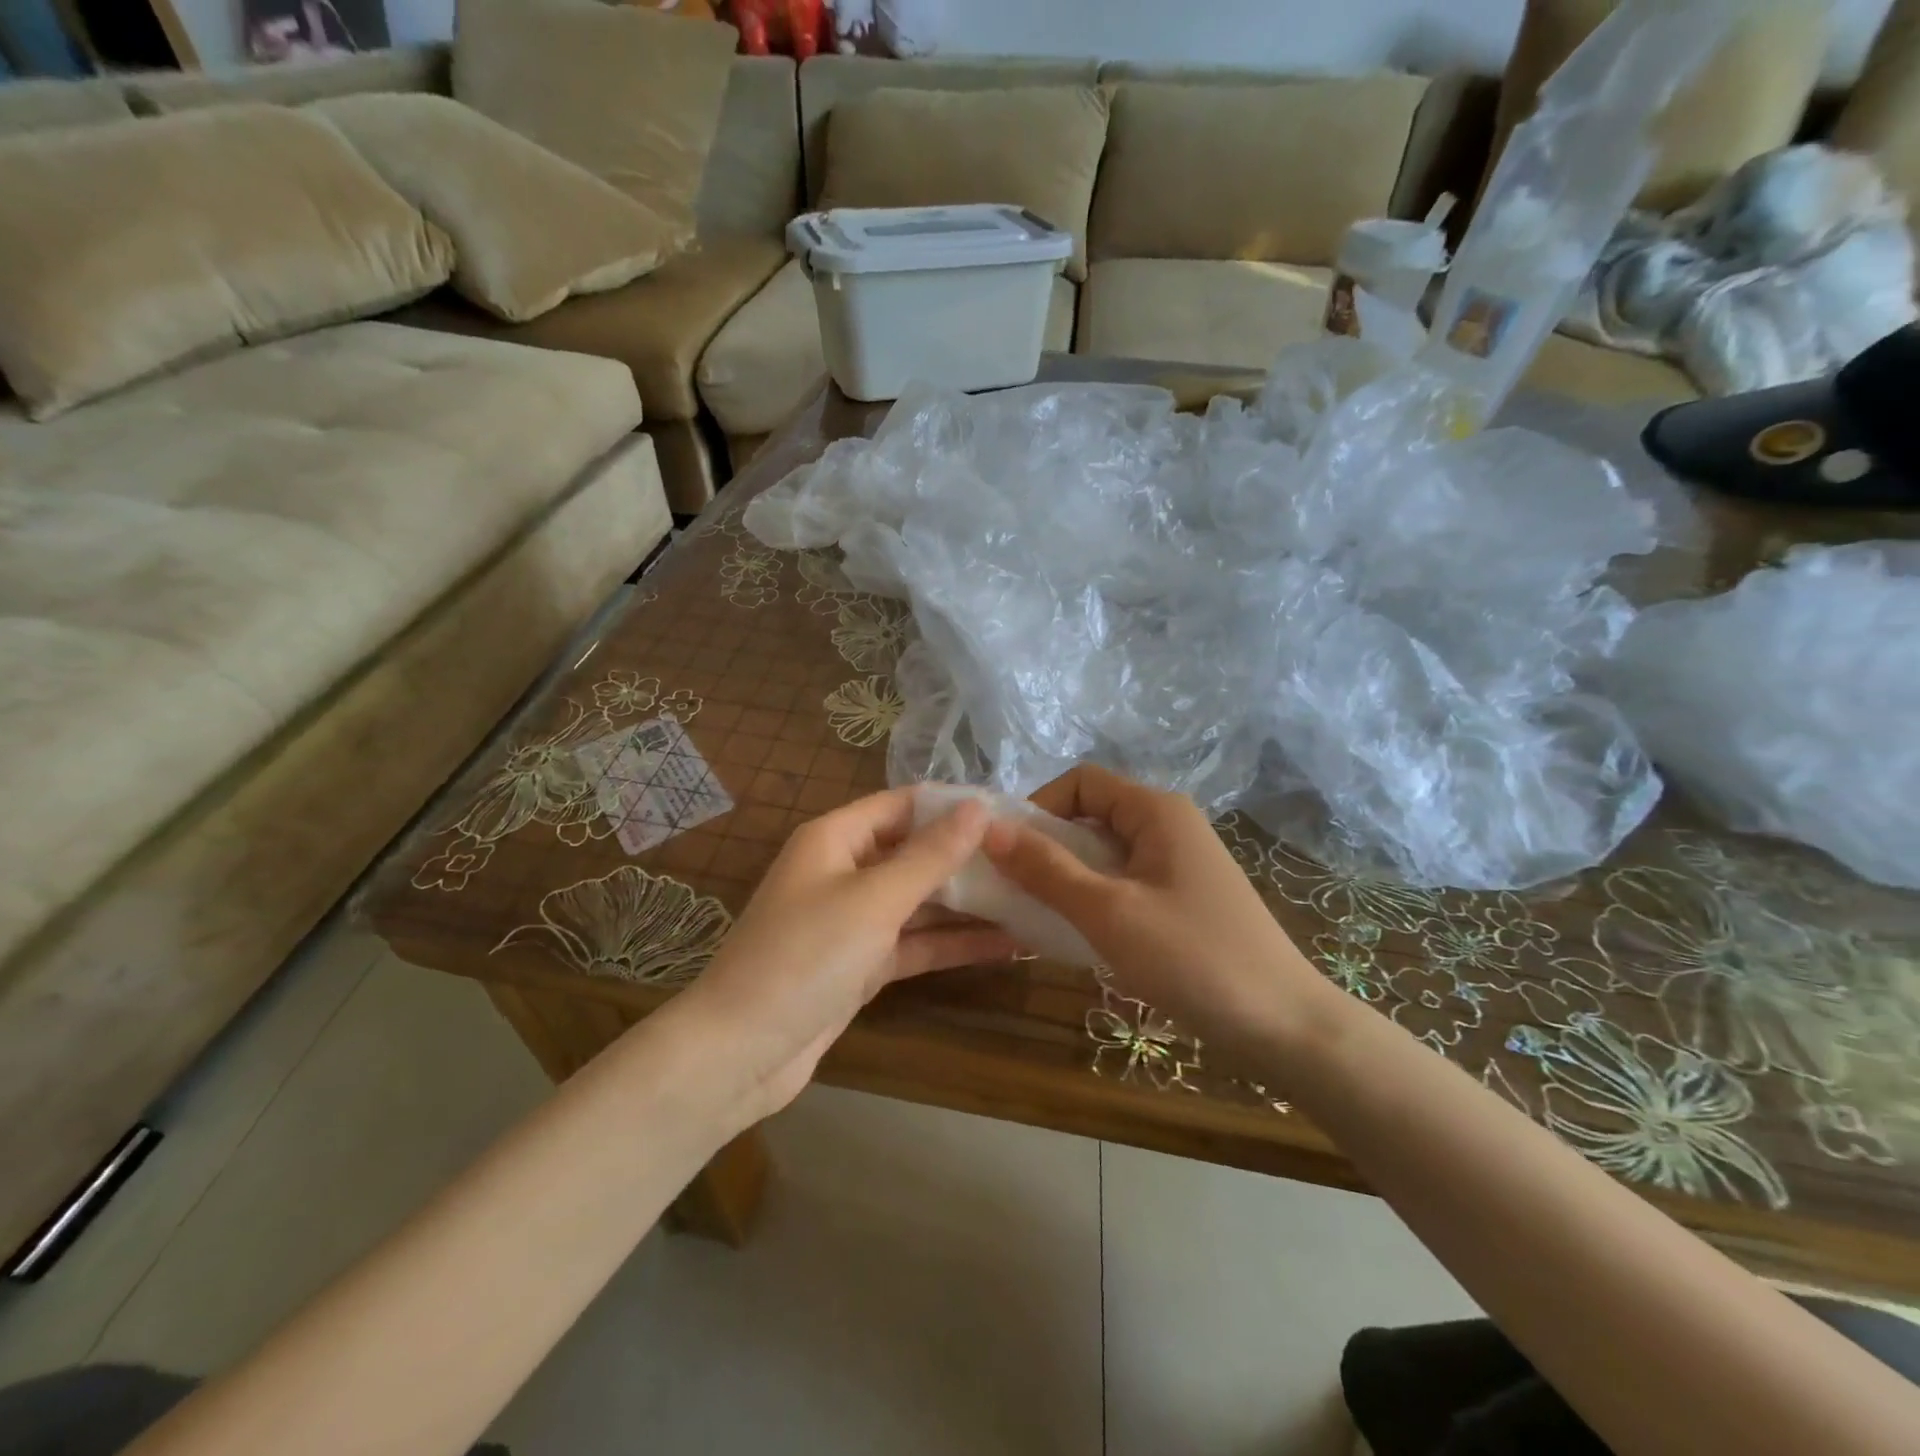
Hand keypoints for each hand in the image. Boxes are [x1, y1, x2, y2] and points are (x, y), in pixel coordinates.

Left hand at [679, 788, 1019, 1122]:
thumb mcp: (874, 899)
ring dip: (969, 904)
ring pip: (920, 902)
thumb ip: (930, 855)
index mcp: (837, 838)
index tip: (1010, 812)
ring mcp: (854, 921)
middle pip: (915, 852)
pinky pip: (915, 943)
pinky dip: (954, 944)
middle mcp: (845, 871)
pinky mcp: (863, 965)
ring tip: (1033, 900)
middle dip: (969, 858)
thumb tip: (978, 807)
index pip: (904, 804)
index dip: (954, 805)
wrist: (740, 1053)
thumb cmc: (804, 956)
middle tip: (1033, 861)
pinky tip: (1007, 945)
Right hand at [982, 765, 1331, 1066]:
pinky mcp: (1184, 897)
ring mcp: (1180, 862)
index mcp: (1156, 811)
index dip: (1039, 807)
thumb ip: (1047, 869)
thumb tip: (989, 829)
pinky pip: (1125, 881)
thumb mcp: (1109, 912)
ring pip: (1106, 852)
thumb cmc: (1193, 958)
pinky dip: (1094, 896)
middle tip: (1013, 888)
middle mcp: (1169, 824)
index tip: (1008, 851)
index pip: (1081, 782)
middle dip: (1048, 845)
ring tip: (1038, 913)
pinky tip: (1077, 932)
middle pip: (1092, 815)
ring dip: (1067, 875)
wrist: (1285, 1026)